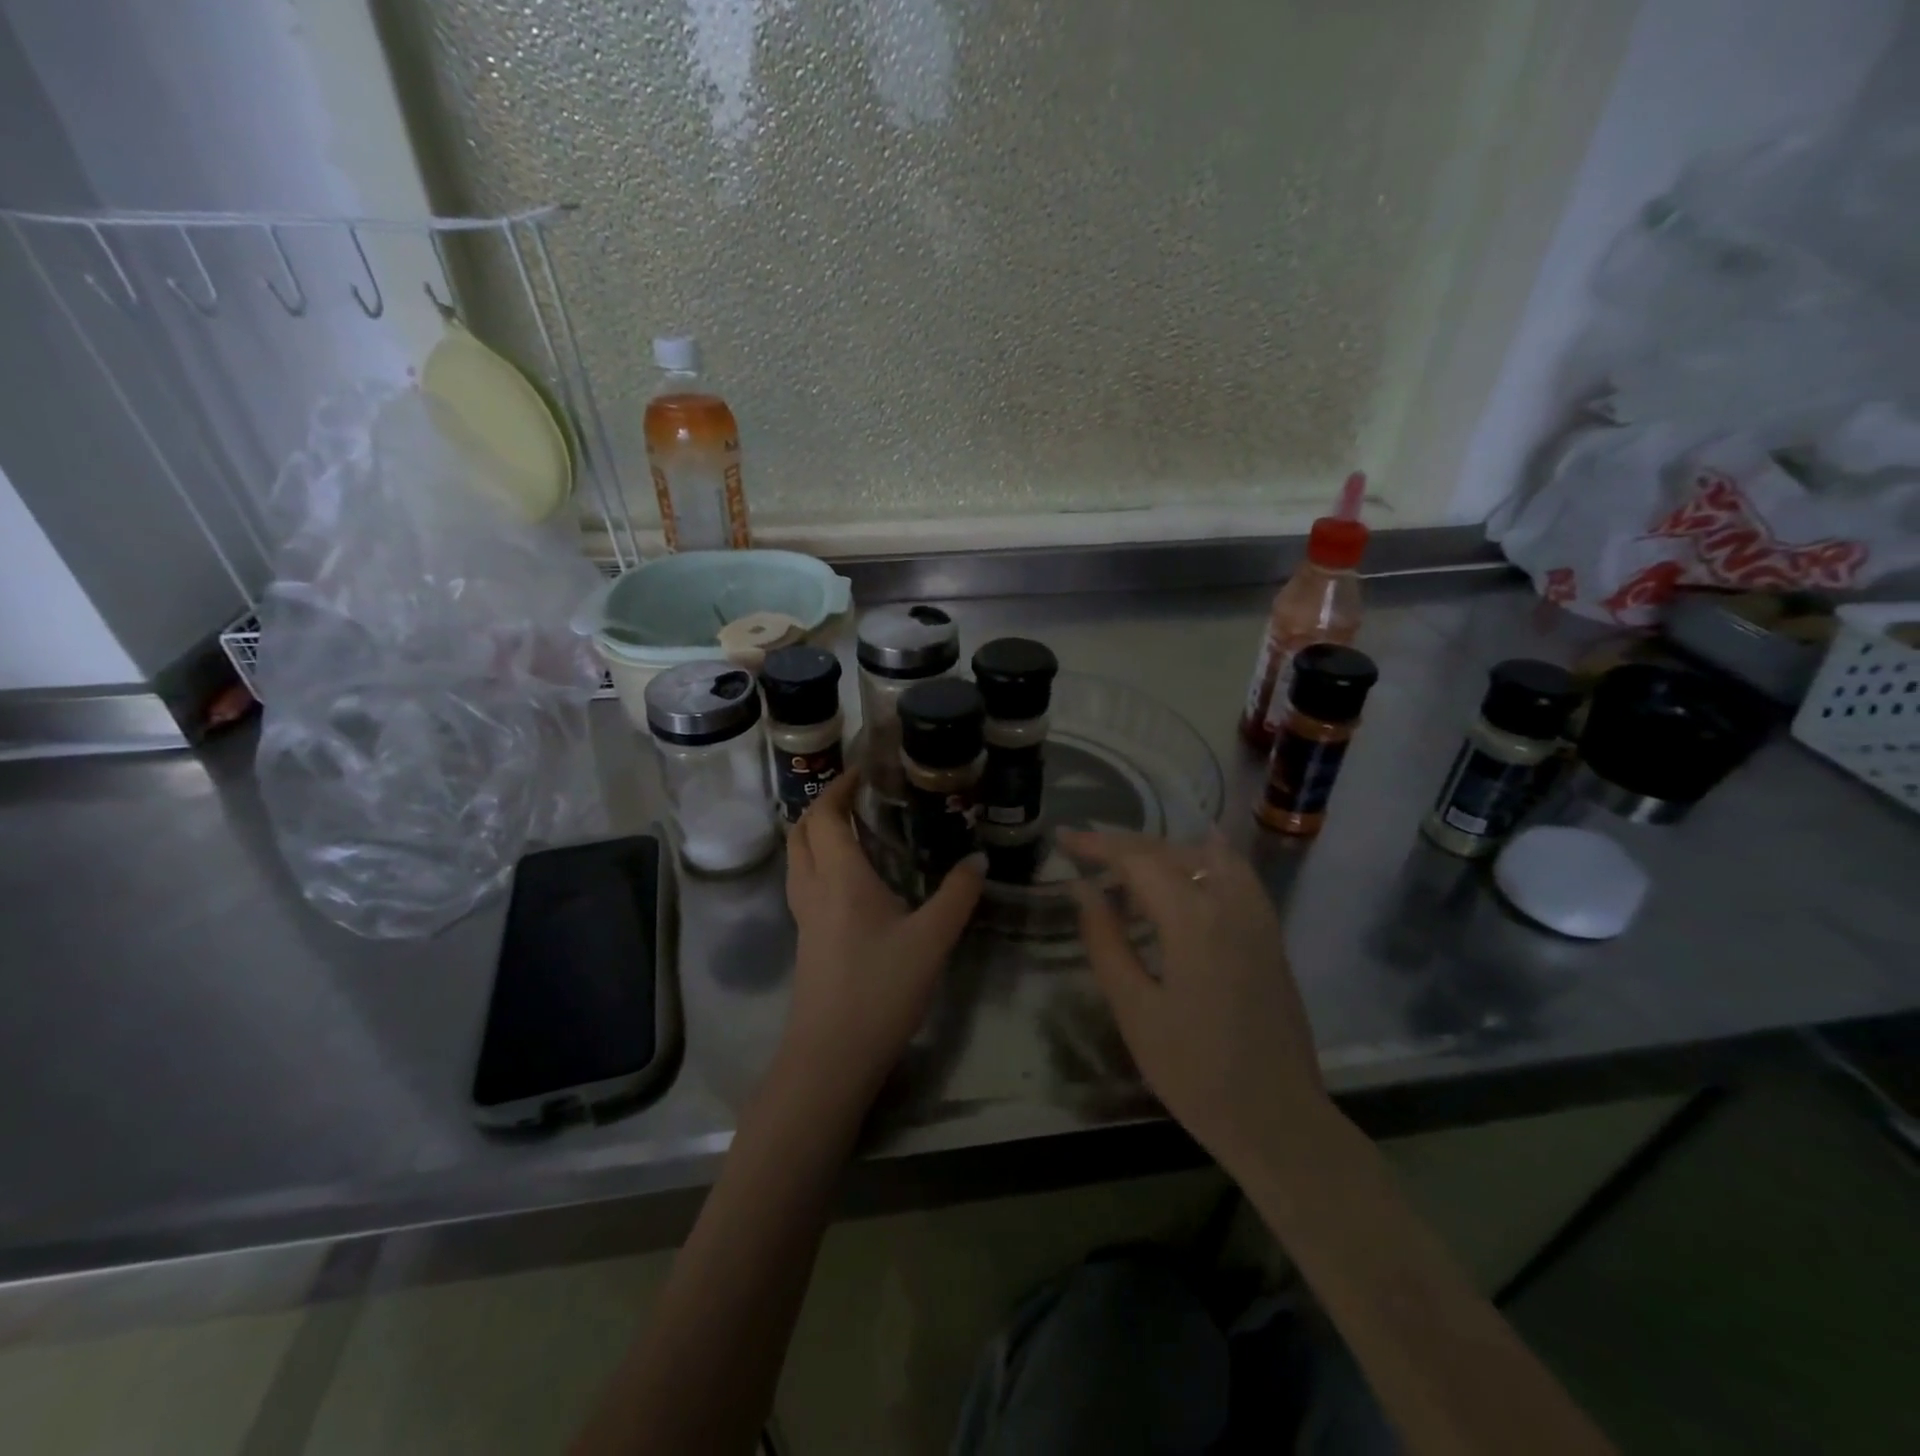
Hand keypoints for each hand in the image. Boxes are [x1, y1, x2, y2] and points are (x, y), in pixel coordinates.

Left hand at [780, 768, 983, 1108]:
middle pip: (801, 831)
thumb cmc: (880, 989)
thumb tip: (979, 860)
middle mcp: (813, 888)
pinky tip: (854, 878)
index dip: (840, 786)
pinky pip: (805, 882)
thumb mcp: (932, 939)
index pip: (825, 815)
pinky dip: (821, 861)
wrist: (831, 1056)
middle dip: (824, 805)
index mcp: (839, 876)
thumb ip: (957, 895)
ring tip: (857, 828)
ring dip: (817, 833)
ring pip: (798, 857)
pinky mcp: (806, 939)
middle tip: (860, 795)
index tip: (865, 770)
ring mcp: (803, 916)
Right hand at [1062, 829, 1334, 1175]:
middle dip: (1123, 845)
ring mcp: (1257, 915)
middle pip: (1170, 851)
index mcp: (1193, 919)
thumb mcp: (1134, 1009)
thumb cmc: (1194, 1071)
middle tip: (1083, 851)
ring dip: (1162, 851)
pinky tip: (1187, 867)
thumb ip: (1106, 940)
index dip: (1096, 844)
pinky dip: (1203, 859)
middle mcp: (1230, 902)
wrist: (1276, 1118)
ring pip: (1205, 855)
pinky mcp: (1270, 932)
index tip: (1063, 837)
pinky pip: (1235, 872)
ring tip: (1127, 867)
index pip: (1137, 859)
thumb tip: (1084, 890)